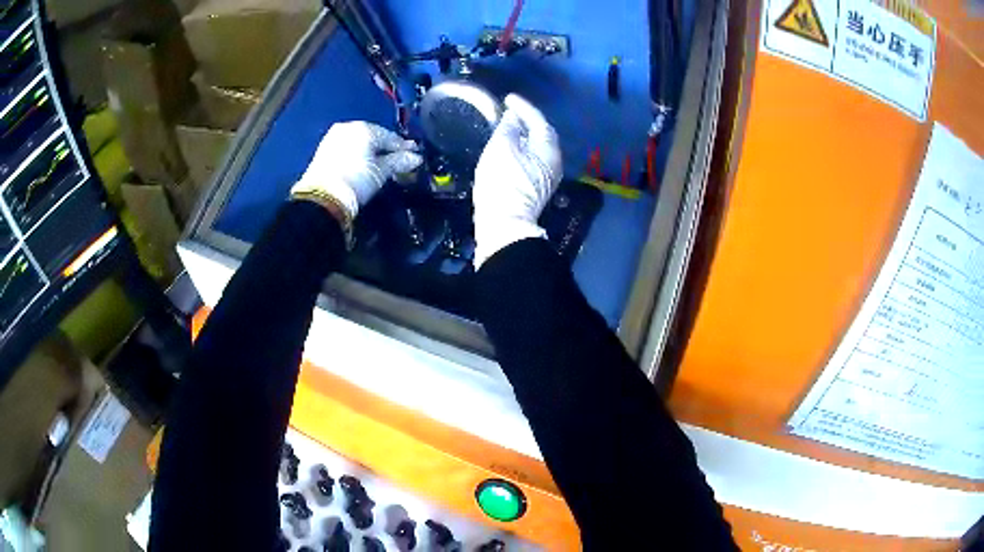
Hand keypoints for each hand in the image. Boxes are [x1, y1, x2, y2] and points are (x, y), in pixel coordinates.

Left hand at [292, 122, 421, 219]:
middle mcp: (349, 127)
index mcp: (365, 128)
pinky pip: (348, 147)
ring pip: (359, 142)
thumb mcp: (381, 171)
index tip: (414, 154)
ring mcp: (334, 137)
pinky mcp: (324, 149)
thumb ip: (399, 161)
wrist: (322, 198)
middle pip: (374, 137)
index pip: (390, 137)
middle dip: (385, 148)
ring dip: (371, 151)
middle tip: (397, 159)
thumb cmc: (357, 180)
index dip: (403, 147)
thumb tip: (416, 158)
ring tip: (381, 163)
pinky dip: (357, 154)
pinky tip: (363, 164)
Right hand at [472, 94, 562, 267]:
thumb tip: (512, 119)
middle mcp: (552, 162)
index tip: (508, 98)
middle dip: (527, 120)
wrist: (503, 223)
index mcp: (548, 149)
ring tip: (507, 125)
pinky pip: (530, 159)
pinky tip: (509, 147)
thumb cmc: (503, 182)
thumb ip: (508, 128)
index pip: (538, 121)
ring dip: (523, 135)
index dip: (523, 107)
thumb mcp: (502, 148)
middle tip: (510, 111)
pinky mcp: (534, 188)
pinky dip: (520, 148)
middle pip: (542, 135)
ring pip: (536, 147)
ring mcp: (545, 177)